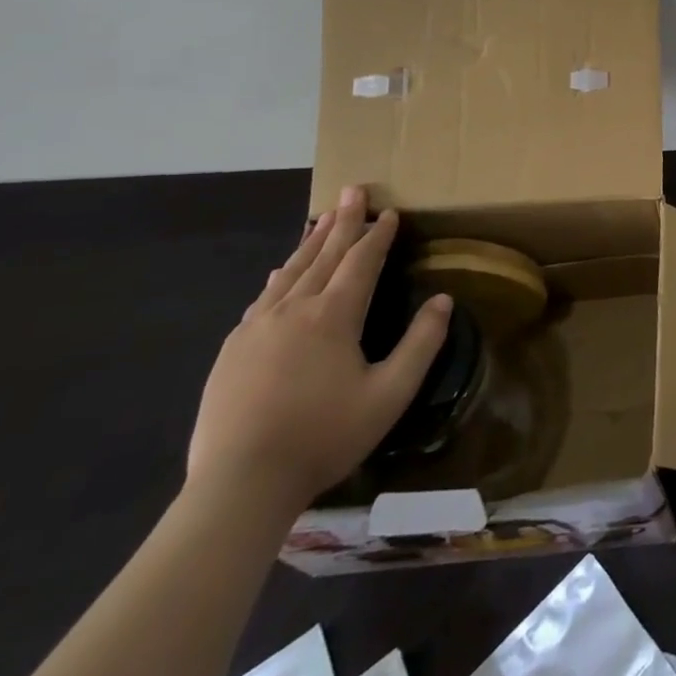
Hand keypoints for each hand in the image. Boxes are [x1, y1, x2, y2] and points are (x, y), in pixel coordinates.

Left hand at [186, 187, 450, 516]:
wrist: (239, 485)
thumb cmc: (324, 435)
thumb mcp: (390, 393)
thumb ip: (421, 343)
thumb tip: (444, 300)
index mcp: (333, 316)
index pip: (362, 261)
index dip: (379, 235)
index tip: (391, 211)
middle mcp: (293, 310)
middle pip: (324, 255)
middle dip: (343, 222)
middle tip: (353, 190)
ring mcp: (256, 329)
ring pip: (290, 272)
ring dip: (311, 242)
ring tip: (322, 218)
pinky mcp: (232, 351)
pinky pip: (263, 297)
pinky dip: (281, 275)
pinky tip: (282, 272)